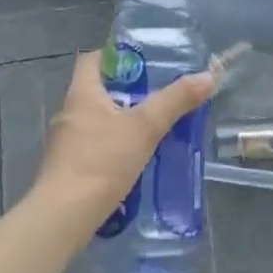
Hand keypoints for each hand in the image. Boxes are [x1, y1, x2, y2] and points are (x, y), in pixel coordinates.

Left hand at [35, 50, 215, 221]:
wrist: (64, 217)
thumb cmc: (102, 161)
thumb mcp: (145, 127)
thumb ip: (175, 101)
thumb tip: (207, 76)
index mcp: (82, 93)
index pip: (93, 59)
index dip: (117, 55)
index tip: (145, 62)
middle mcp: (70, 112)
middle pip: (99, 90)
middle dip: (128, 91)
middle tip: (159, 95)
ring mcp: (66, 143)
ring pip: (98, 120)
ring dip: (123, 121)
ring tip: (153, 127)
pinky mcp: (69, 168)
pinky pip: (95, 146)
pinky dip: (115, 146)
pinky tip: (136, 159)